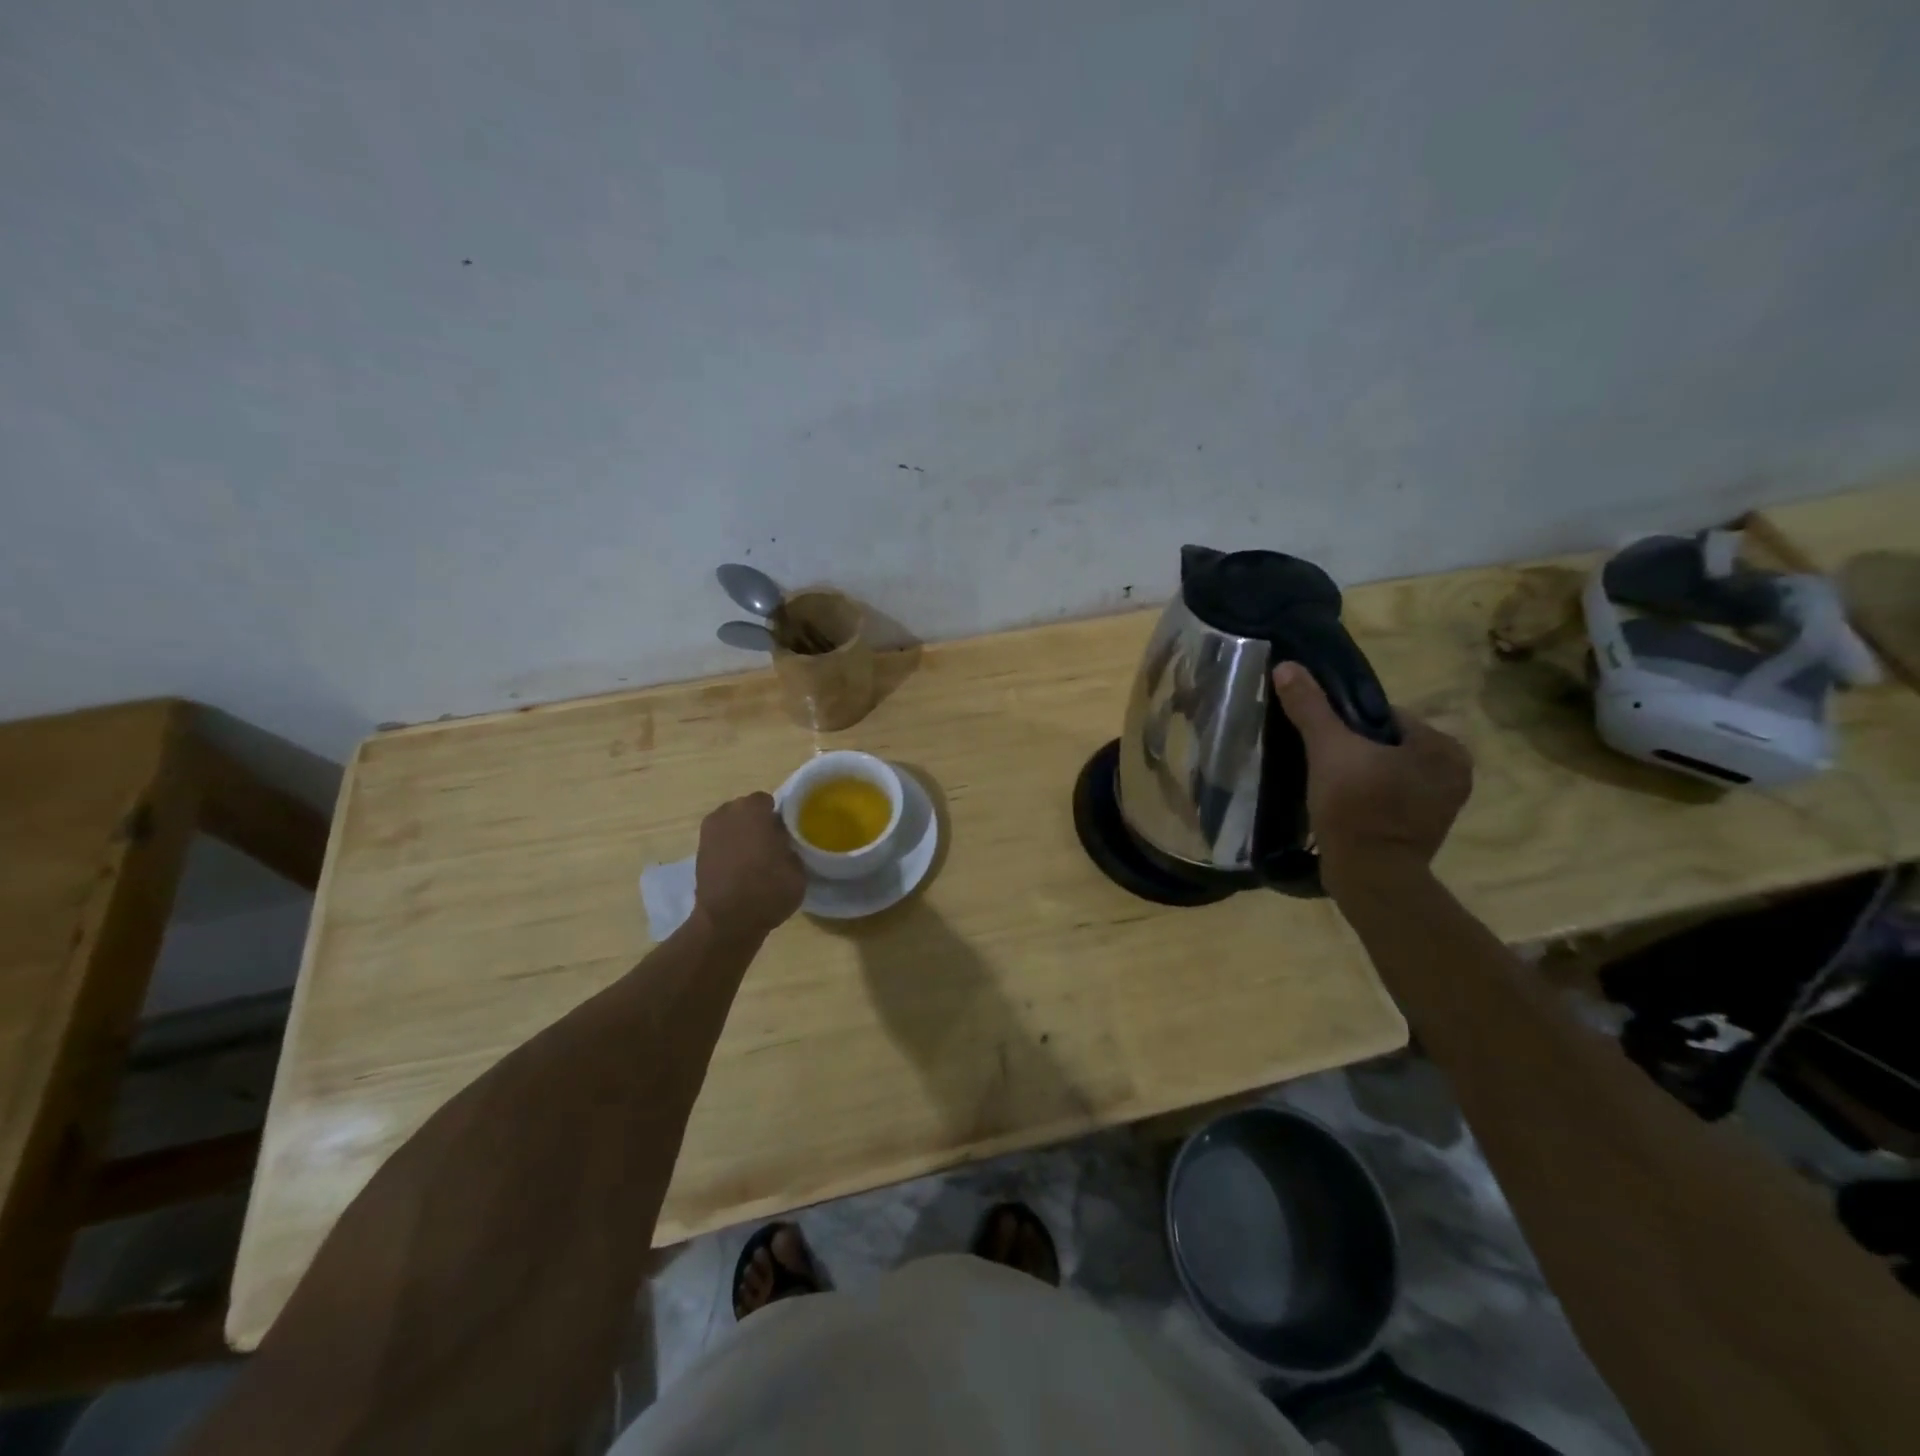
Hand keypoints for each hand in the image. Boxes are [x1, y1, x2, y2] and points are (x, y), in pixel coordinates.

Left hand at [692, 793, 806, 938]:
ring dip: (742, 835)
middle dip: (758, 822)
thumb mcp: (797, 868)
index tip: (786, 833)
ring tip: (755, 858)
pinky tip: (739, 868)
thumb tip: (784, 842)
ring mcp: (708, 832)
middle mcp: (727, 813)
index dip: (778, 816)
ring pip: (731, 825)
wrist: (727, 922)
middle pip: (746, 810)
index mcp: (753, 810)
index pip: (768, 801)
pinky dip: (728, 849)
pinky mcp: (698, 852)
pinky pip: (720, 841)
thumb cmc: (767, 890)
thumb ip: (791, 846)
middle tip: (772, 844)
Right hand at [1270, 663, 1472, 894]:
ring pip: (1388, 772)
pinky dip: (1369, 798)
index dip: (1348, 724)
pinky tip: (1343, 807)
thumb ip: (1310, 707)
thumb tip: (1287, 666)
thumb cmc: (1356, 808)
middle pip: (1387, 744)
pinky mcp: (1425, 830)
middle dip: (1355, 750)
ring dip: (1361, 775)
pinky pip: (1391, 798)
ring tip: (1327, 785)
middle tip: (1321, 764)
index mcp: (1443, 747)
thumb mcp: (1328, 750)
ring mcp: (1443, 805)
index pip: (1386, 716)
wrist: (1369, 877)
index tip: (1322, 740)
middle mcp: (1455, 772)